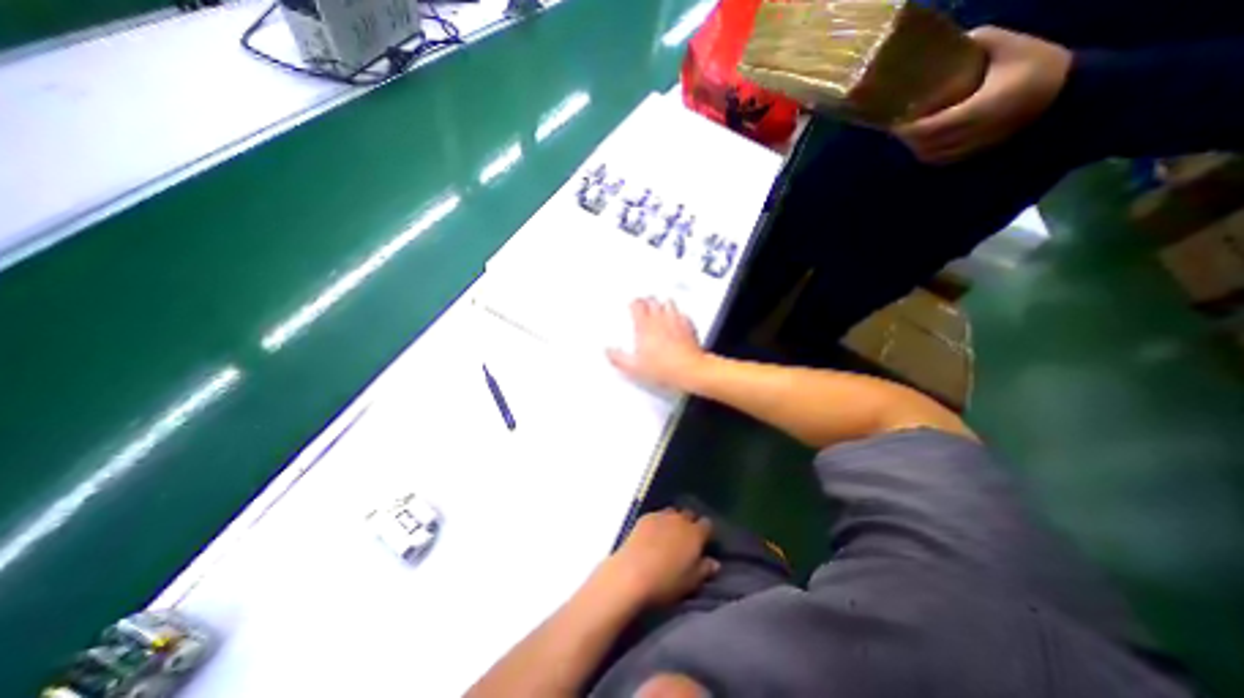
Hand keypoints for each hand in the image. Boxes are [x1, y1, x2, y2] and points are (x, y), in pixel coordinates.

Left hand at [603, 507, 719, 605]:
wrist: (632, 574)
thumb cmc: (666, 582)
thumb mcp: (690, 582)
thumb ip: (704, 570)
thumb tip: (714, 562)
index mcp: (695, 534)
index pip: (707, 525)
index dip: (706, 533)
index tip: (704, 543)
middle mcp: (680, 519)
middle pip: (689, 515)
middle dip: (690, 524)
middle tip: (686, 541)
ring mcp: (661, 516)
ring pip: (672, 513)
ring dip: (674, 521)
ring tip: (669, 536)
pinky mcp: (645, 517)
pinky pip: (656, 515)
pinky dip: (658, 523)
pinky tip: (652, 536)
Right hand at [605, 296, 704, 388]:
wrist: (688, 370)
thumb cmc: (662, 368)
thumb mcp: (634, 368)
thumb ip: (619, 358)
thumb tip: (608, 352)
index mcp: (645, 327)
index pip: (637, 305)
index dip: (634, 303)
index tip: (632, 305)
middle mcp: (660, 320)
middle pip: (652, 301)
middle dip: (647, 300)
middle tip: (645, 304)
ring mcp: (675, 321)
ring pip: (669, 303)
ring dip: (663, 304)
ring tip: (660, 308)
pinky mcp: (688, 327)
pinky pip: (683, 314)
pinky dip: (679, 315)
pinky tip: (677, 320)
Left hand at [895, 25, 1068, 163]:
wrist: (1067, 91)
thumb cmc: (1037, 64)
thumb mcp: (1011, 46)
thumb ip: (979, 41)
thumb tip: (948, 41)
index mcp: (981, 107)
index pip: (931, 128)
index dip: (908, 130)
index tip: (894, 122)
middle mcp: (975, 132)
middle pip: (927, 145)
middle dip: (908, 139)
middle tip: (897, 126)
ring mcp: (976, 145)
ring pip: (932, 156)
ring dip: (917, 147)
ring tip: (909, 133)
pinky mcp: (978, 152)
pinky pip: (943, 160)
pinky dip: (929, 154)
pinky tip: (924, 143)